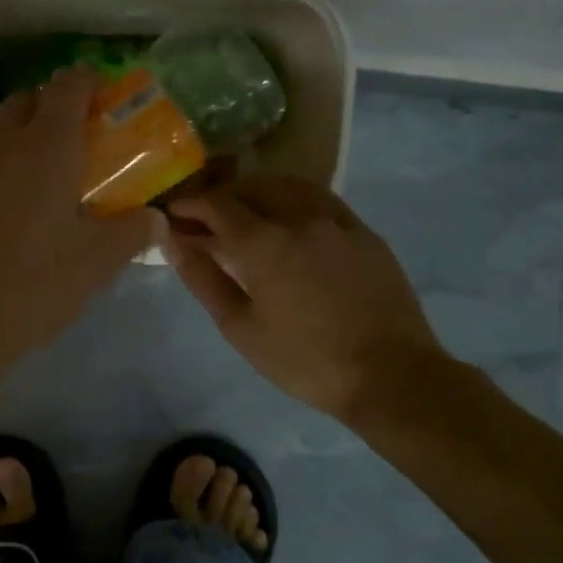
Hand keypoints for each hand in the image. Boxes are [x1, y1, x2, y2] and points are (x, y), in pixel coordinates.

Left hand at [0, 66, 158, 385]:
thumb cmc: (28, 289)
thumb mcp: (94, 266)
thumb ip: (131, 233)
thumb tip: (156, 219)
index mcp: (46, 146)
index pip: (68, 85)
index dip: (87, 83)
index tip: (99, 99)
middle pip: (26, 100)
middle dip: (49, 110)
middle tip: (66, 146)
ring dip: (11, 136)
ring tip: (23, 176)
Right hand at [163, 176, 453, 426]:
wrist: (391, 376)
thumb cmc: (304, 360)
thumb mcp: (240, 327)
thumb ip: (203, 279)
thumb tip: (172, 242)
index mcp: (264, 242)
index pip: (216, 204)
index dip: (189, 206)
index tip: (172, 215)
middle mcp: (299, 217)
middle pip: (250, 187)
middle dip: (221, 198)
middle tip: (204, 221)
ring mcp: (336, 220)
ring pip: (287, 185)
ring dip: (257, 192)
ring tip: (244, 216)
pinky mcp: (363, 231)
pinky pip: (319, 199)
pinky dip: (292, 199)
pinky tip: (288, 222)